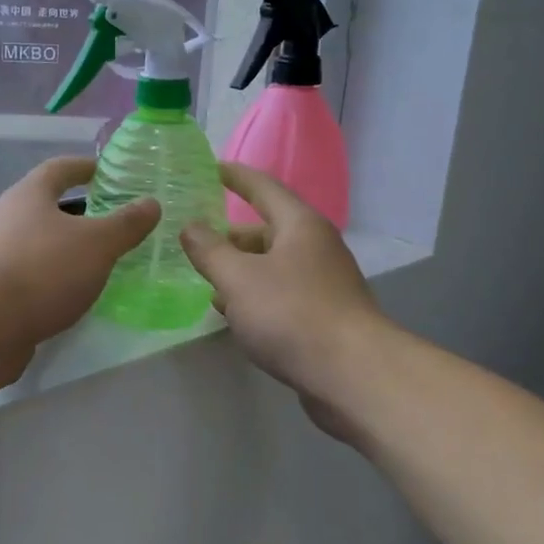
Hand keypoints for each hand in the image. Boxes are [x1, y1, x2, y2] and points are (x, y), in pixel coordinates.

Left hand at [0, 156, 158, 386]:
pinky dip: (55, 278)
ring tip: (101, 260)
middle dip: (78, 211)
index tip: (105, 171)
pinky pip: (33, 275)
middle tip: (112, 219)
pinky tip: (75, 293)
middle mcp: (8, 219)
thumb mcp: (96, 244)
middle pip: (46, 205)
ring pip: (39, 243)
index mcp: (29, 195)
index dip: (83, 167)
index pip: (59, 169)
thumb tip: (151, 203)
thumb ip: (125, 224)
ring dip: (66, 247)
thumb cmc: (42, 271)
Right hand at [179, 163, 384, 400]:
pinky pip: (281, 295)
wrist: (352, 375)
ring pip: (272, 266)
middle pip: (266, 230)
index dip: (236, 176)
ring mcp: (323, 283)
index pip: (263, 187)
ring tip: (207, 282)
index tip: (213, 167)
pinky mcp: (323, 316)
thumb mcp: (238, 278)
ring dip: (240, 271)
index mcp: (299, 225)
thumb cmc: (291, 314)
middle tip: (195, 241)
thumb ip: (209, 250)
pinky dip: (255, 297)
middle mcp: (315, 247)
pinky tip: (234, 315)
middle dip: (230, 236)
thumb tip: (191, 227)